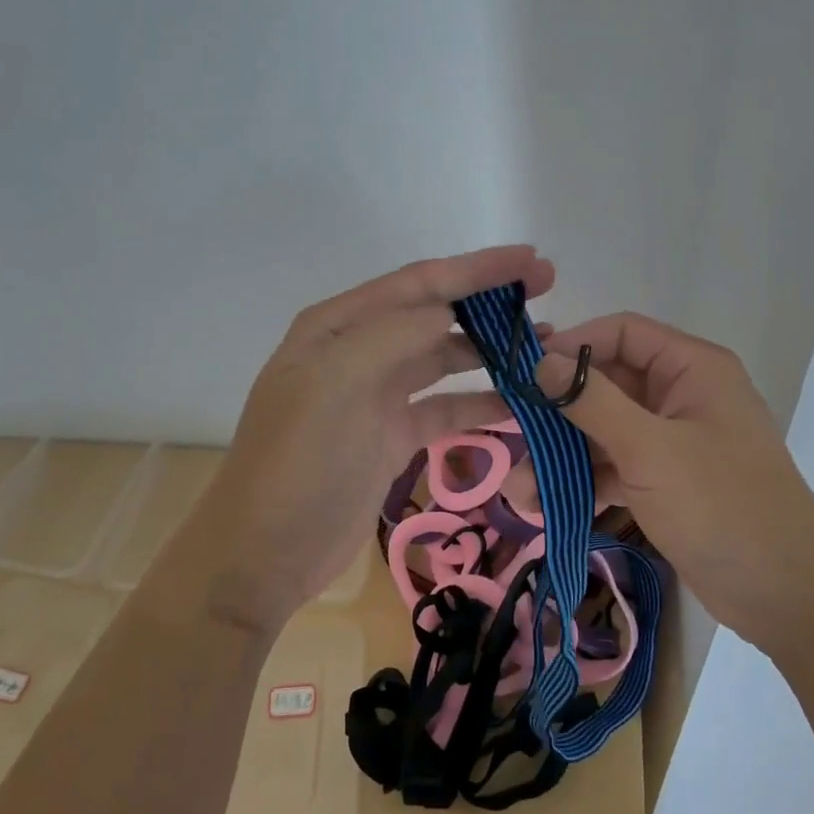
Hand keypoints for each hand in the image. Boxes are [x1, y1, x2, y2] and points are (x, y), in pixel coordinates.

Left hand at [179, 246, 553, 636]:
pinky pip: (445, 409)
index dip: (476, 268)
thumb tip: (448, 309)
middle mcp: (357, 352)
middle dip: (489, 300)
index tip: (532, 260)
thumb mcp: (337, 384)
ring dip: (490, 350)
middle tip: (547, 291)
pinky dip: (480, 405)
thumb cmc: (297, 461)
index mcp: (337, 327)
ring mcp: (375, 396)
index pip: (418, 283)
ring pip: (443, 359)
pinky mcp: (391, 437)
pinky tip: (519, 403)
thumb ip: (394, 335)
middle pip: (434, 313)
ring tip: (543, 345)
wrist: (266, 553)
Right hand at [530, 312, 813, 647]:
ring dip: (564, 456)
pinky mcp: (667, 481)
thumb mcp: (649, 449)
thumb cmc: (720, 505)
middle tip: (510, 435)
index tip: (524, 373)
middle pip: (607, 384)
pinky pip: (616, 466)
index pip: (621, 333)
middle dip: (558, 414)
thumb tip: (542, 361)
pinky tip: (549, 507)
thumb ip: (592, 400)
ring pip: (605, 431)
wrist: (785, 595)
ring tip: (521, 492)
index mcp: (691, 369)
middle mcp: (682, 395)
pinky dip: (586, 482)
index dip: (572, 345)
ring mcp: (674, 441)